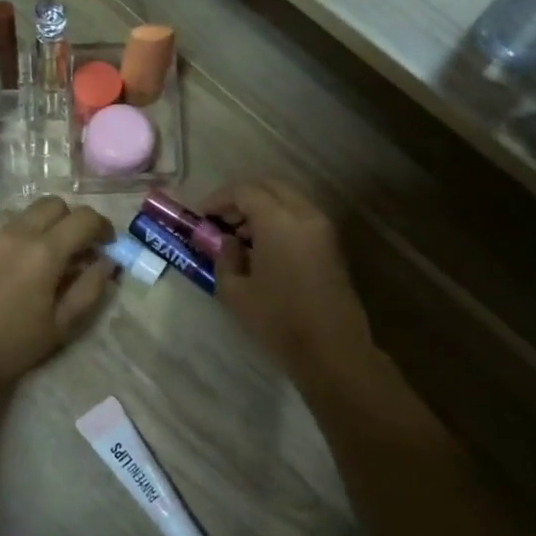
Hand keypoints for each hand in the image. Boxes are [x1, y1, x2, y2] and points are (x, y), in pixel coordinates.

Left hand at [0, 197, 114, 389]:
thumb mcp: (60, 326)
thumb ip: (89, 290)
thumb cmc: (9, 345)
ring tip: (53, 262)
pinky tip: (24, 271)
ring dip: (49, 227)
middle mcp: (18, 234)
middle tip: (81, 249)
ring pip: (30, 214)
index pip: (84, 218)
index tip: (108, 246)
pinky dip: (27, 238)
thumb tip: (107, 264)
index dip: (103, 227)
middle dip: (74, 220)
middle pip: (55, 204)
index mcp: (44, 252)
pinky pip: (10, 230)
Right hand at [206, 180, 372, 372]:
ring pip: (288, 199)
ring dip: (262, 208)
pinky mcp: (332, 243)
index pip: (245, 191)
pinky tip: (264, 247)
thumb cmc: (278, 320)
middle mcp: (304, 214)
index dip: (220, 198)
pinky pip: (301, 216)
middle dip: (242, 198)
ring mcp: (322, 228)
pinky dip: (280, 219)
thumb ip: (225, 257)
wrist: (332, 348)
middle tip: (222, 220)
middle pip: (269, 187)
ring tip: (241, 236)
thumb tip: (228, 241)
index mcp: (278, 220)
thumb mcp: (235, 291)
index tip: (203, 215)